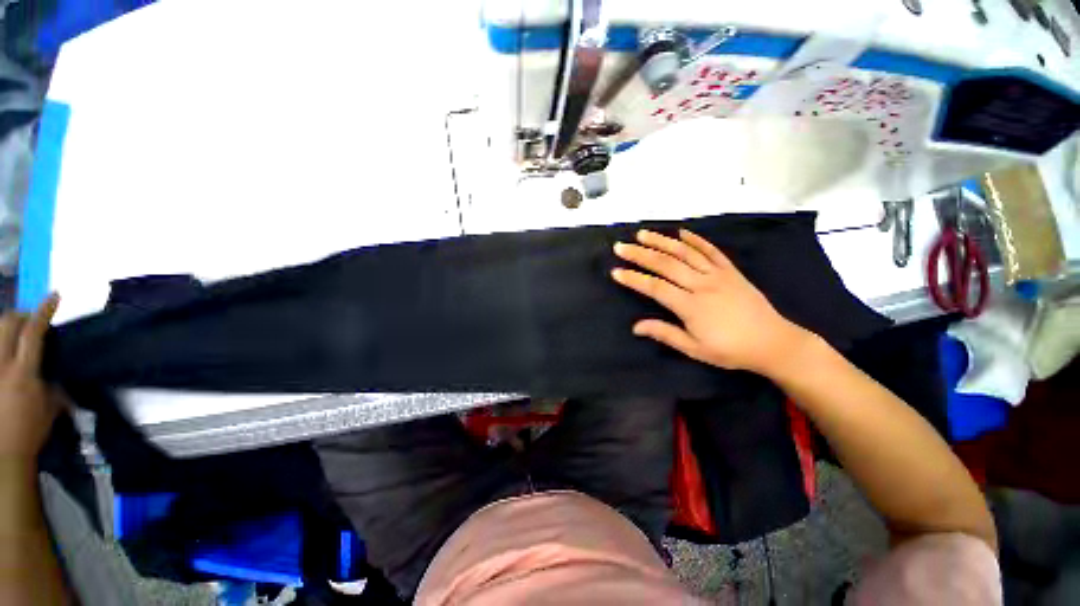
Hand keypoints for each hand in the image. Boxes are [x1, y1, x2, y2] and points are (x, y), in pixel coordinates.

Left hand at [0, 294, 60, 461]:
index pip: (34, 332)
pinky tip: (7, 351)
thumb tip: (55, 368)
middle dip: (21, 316)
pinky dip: (2, 345)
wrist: (3, 454)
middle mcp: (3, 365)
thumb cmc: (30, 432)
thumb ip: (52, 384)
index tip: (55, 297)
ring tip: (17, 335)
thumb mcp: (50, 409)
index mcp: (24, 373)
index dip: (44, 311)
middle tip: (32, 321)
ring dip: (8, 327)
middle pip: (7, 323)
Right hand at [612, 229, 812, 377]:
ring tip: (642, 234)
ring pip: (685, 253)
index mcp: (691, 306)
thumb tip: (636, 327)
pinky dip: (696, 240)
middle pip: (665, 265)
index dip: (634, 279)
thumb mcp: (695, 349)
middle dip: (640, 254)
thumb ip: (665, 334)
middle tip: (621, 247)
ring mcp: (718, 275)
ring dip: (661, 241)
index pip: (655, 287)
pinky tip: (681, 233)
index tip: (616, 272)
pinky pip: (711, 251)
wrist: (774, 343)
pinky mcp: (731, 271)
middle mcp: (702, 285)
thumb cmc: (731, 350)